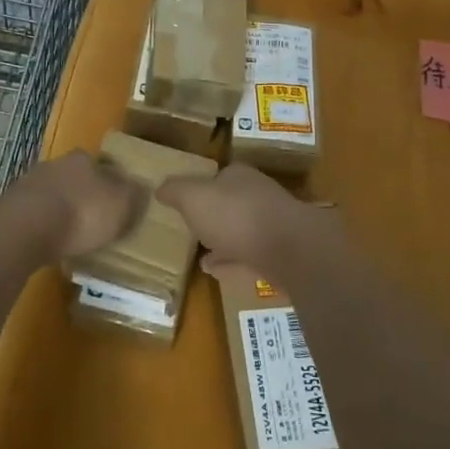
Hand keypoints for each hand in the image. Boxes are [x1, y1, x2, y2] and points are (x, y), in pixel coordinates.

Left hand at [9, 150, 146, 259]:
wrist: (26, 228)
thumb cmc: (82, 213)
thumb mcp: (122, 206)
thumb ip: (134, 197)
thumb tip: (142, 189)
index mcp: (84, 159)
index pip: (102, 165)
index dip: (110, 184)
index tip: (115, 203)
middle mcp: (56, 164)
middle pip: (74, 177)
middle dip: (83, 195)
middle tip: (93, 220)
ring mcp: (30, 184)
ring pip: (52, 194)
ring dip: (59, 210)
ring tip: (69, 236)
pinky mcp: (10, 206)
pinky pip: (33, 214)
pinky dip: (41, 225)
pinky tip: (47, 242)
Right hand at [156, 163, 340, 279]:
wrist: (289, 249)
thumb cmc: (235, 214)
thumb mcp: (193, 197)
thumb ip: (175, 190)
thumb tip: (160, 187)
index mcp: (239, 175)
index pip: (218, 175)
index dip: (200, 188)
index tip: (185, 204)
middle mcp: (258, 194)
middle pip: (231, 202)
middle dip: (213, 215)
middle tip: (191, 230)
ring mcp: (273, 224)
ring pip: (242, 230)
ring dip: (223, 241)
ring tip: (200, 256)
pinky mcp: (282, 253)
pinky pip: (250, 256)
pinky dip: (233, 263)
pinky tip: (216, 273)